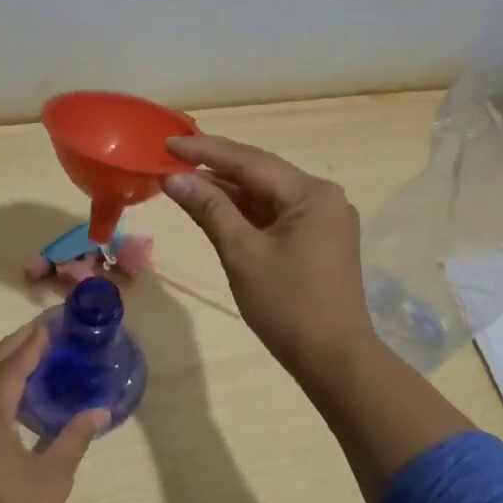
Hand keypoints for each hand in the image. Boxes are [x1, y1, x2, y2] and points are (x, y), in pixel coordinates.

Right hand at [163, 135, 375, 379]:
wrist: (334, 359)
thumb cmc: (287, 305)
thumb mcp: (242, 253)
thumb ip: (210, 209)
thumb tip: (174, 179)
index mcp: (311, 193)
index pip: (250, 161)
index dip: (206, 151)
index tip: (168, 143)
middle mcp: (323, 197)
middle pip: (261, 174)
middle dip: (215, 168)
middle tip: (172, 159)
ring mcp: (324, 220)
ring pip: (267, 196)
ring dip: (229, 191)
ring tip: (185, 183)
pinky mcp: (319, 241)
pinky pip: (276, 216)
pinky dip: (246, 213)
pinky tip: (217, 209)